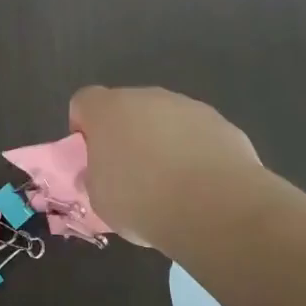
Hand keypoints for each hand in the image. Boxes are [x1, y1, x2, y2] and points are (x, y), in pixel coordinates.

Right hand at [69, 85, 274, 248]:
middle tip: (130, 172)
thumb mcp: (100, 199)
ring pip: (164, 119)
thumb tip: (100, 172)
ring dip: (161, 141)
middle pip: (126, 108)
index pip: (83, 102)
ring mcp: (187, 107)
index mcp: (107, 110)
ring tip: (171, 183)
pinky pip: (196, 134)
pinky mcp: (221, 123)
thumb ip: (95, 177)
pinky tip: (200, 184)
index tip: (92, 156)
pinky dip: (194, 151)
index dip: (84, 127)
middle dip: (125, 133)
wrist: (216, 208)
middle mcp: (146, 97)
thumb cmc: (143, 201)